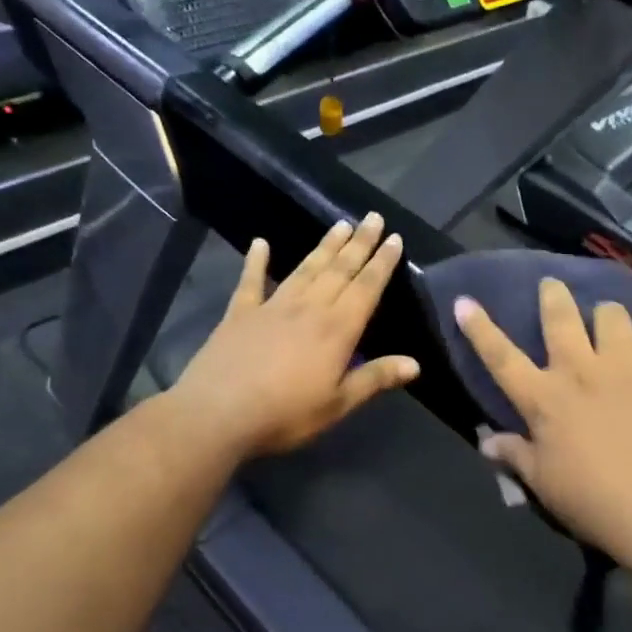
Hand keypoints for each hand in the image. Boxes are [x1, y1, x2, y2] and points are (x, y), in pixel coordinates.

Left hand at [170, 214, 420, 459]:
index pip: (366, 288)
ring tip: (340, 224)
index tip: (395, 239)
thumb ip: (374, 379)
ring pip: (305, 269)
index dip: (382, 263)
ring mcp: (272, 307)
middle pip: (339, 270)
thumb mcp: (337, 404)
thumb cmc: (284, 414)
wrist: (217, 414)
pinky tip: (260, 243)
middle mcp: (309, 308)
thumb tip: (415, 364)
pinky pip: (250, 281)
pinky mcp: (240, 313)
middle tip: (372, 217)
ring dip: (325, 246)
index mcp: (337, 330)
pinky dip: (256, 261)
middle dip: (359, 243)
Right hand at [456, 278, 631, 564]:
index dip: (480, 328)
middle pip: (560, 318)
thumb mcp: (545, 486)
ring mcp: (627, 367)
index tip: (465, 300)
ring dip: (607, 315)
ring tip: (610, 320)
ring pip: (613, 316)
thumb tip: (486, 440)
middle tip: (552, 284)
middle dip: (552, 295)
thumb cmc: (596, 504)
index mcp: (544, 399)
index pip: (501, 357)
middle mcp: (581, 371)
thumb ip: (516, 456)